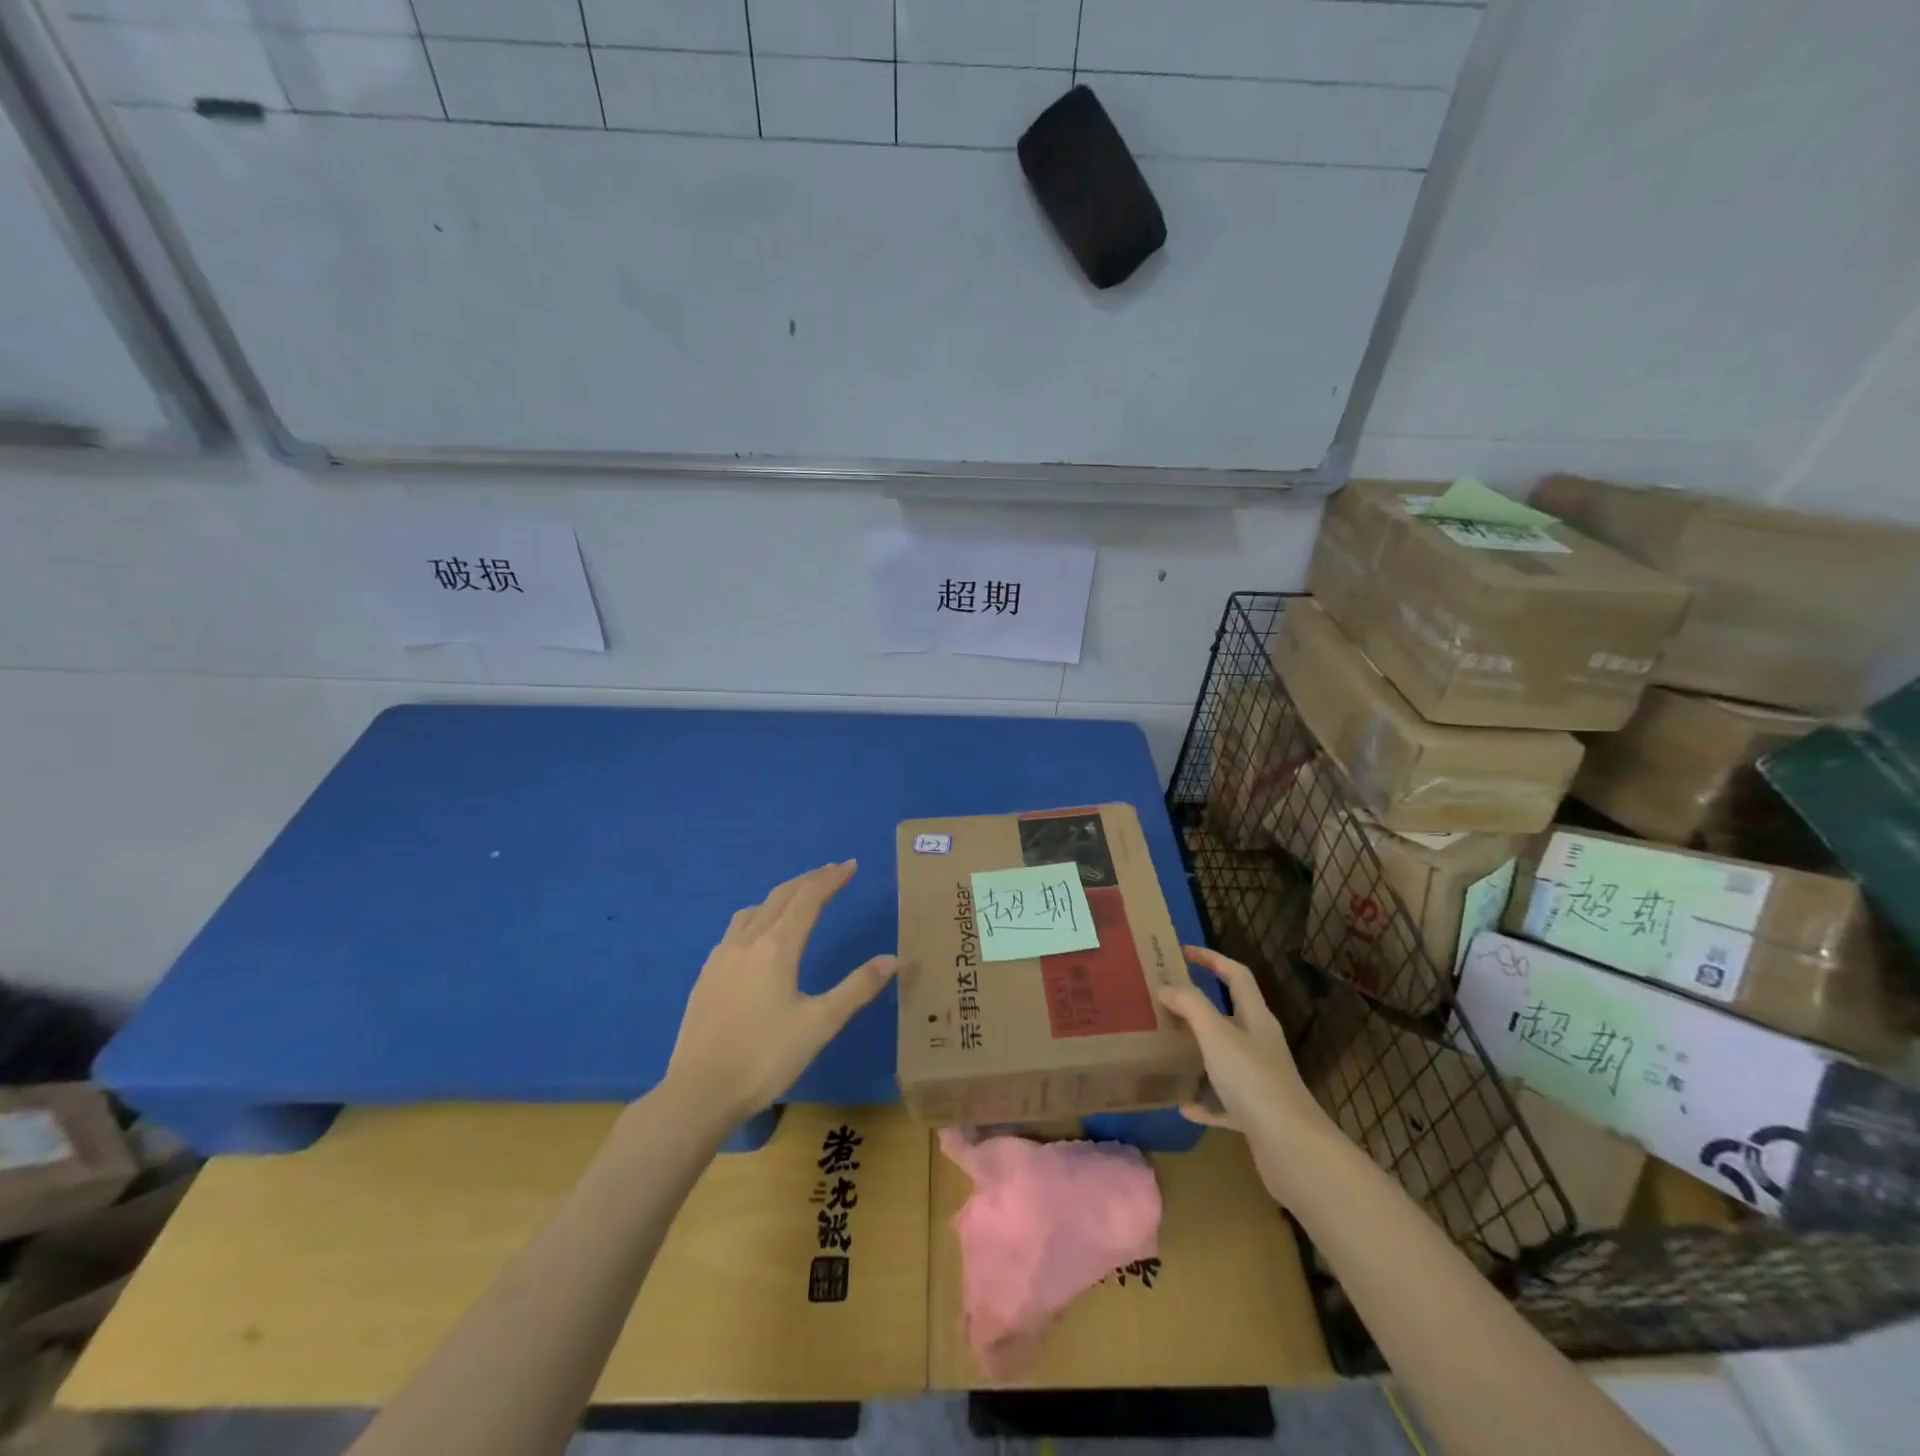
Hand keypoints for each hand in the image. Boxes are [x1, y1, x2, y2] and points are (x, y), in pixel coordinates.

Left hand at [666, 862, 897, 1122]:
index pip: (808, 899)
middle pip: (780, 897)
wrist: (698, 1093)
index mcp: (777, 947)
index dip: (831, 879)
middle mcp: (747, 942)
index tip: (850, 865)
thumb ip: (857, 988)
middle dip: (808, 881)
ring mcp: (721, 958)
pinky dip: (756, 918)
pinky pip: (734, 931)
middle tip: (830, 872)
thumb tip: (892, 959)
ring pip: (753, 911)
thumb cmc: (765, 1058)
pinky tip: (756, 940)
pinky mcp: (706, 977)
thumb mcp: (820, 1025)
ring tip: (796, 900)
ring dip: (779, 897)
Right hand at [1157, 946, 1339, 1206]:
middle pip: (1229, 1015)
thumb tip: (1167, 987)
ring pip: (1224, 1057)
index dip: (1211, 959)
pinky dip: (1204, 1101)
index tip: (1182, 952)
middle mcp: (1260, 1044)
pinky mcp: (1255, 1114)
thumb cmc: (1254, 1081)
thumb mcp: (1217, 1035)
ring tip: (1167, 1050)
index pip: (1235, 975)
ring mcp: (1259, 1080)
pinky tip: (1183, 1105)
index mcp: (1256, 1018)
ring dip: (1198, 1053)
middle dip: (1198, 1007)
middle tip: (1165, 1002)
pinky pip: (1223, 1101)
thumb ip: (1191, 1006)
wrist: (1293, 1149)